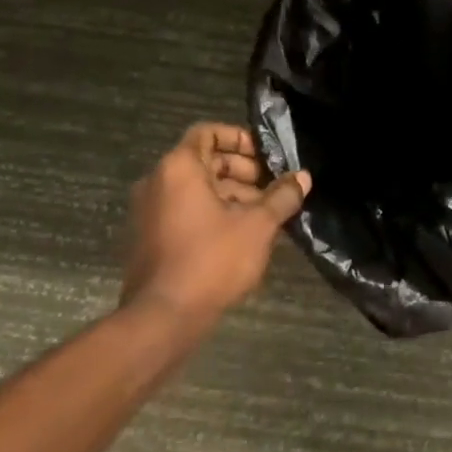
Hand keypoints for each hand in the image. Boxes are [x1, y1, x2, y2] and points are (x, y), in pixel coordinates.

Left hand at [122, 123, 310, 329]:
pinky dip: (212, 214)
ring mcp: (149, 212)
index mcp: (178, 168)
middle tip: (272, 189)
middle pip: (204, 161)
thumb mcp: (257, 226)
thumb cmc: (211, 260)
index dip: (239, 138)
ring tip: (264, 216)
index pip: (207, 132)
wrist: (162, 319)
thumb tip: (303, 177)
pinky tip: (242, 237)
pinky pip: (184, 212)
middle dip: (242, 171)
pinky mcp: (149, 239)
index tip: (266, 156)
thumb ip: (281, 197)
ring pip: (196, 190)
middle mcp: (157, 182)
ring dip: (231, 195)